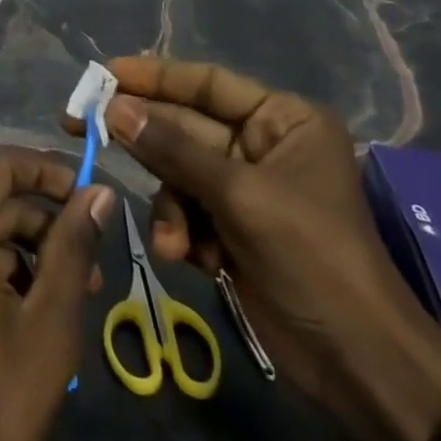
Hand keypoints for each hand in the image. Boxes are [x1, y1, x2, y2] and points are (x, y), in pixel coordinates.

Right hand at [66, 57, 440, 440]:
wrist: (360, 366)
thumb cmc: (313, 258)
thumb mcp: (241, 196)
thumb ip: (174, 149)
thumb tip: (115, 108)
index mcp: (282, 120)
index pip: (207, 82)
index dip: (154, 75)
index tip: (105, 73)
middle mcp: (261, 145)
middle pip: (184, 127)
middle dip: (143, 139)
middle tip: (80, 125)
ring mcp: (244, 189)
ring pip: (177, 173)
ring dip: (169, 206)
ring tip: (174, 241)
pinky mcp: (231, 229)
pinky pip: (186, 210)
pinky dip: (181, 233)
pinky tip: (189, 259)